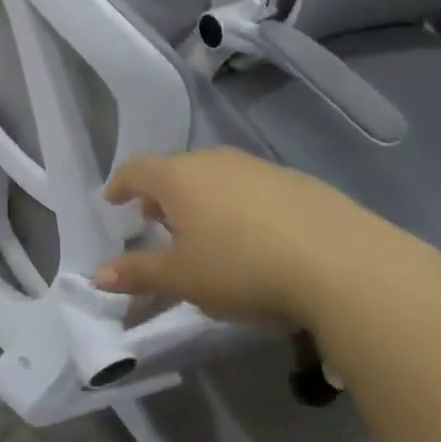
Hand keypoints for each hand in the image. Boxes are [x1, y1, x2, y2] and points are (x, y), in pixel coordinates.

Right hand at [96, 148, 440, 329]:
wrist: (342, 263)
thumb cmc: (243, 268)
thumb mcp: (183, 279)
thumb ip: (138, 273)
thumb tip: (98, 275)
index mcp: (179, 178)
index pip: (137, 171)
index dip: (120, 185)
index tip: (113, 202)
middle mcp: (215, 162)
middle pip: (176, 171)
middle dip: (161, 196)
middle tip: (156, 223)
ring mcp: (259, 168)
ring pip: (216, 177)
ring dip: (201, 200)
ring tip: (205, 232)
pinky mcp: (297, 182)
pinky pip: (251, 188)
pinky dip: (238, 205)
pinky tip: (253, 237)